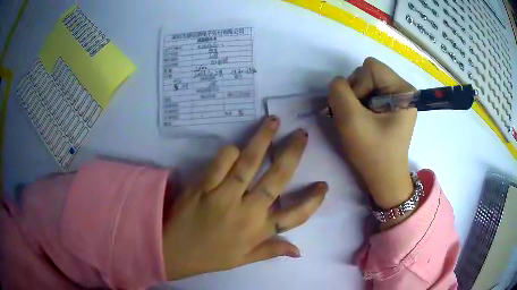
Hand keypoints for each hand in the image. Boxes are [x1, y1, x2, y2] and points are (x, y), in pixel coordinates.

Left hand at [162, 117, 327, 279]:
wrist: (174, 251)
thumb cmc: (211, 257)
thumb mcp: (244, 259)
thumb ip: (272, 251)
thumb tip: (299, 251)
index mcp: (258, 231)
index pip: (294, 216)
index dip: (312, 201)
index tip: (323, 185)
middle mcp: (247, 211)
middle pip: (276, 179)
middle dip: (292, 154)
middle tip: (302, 135)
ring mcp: (224, 196)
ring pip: (249, 164)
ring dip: (263, 140)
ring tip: (274, 121)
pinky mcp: (203, 186)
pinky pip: (221, 163)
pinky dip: (230, 152)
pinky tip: (236, 148)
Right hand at [328, 57, 415, 213]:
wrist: (384, 179)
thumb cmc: (373, 153)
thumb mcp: (351, 121)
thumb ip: (339, 93)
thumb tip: (337, 84)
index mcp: (403, 90)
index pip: (371, 67)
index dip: (357, 85)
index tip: (358, 111)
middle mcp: (403, 90)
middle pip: (368, 73)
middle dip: (355, 93)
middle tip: (355, 117)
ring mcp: (397, 99)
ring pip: (365, 83)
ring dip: (355, 101)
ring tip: (358, 121)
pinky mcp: (391, 107)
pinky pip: (368, 94)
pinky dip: (359, 106)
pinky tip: (362, 122)